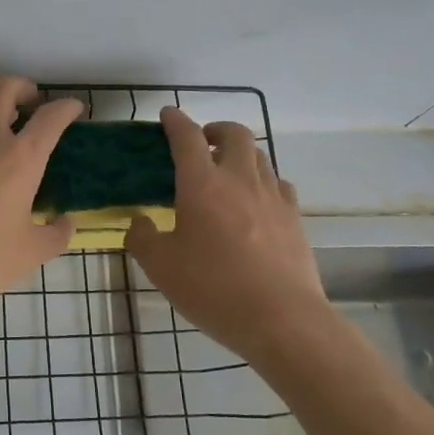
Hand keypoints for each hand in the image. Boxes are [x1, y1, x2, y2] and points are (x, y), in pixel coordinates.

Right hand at [125, 108, 328, 365]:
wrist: (282, 319)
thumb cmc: (213, 289)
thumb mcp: (161, 268)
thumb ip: (142, 238)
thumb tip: (139, 222)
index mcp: (202, 184)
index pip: (187, 137)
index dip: (175, 121)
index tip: (167, 115)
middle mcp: (239, 179)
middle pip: (234, 133)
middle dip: (214, 129)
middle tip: (201, 143)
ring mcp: (272, 196)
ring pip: (259, 155)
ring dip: (240, 152)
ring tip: (226, 170)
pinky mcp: (294, 217)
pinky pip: (278, 183)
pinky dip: (262, 179)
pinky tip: (255, 200)